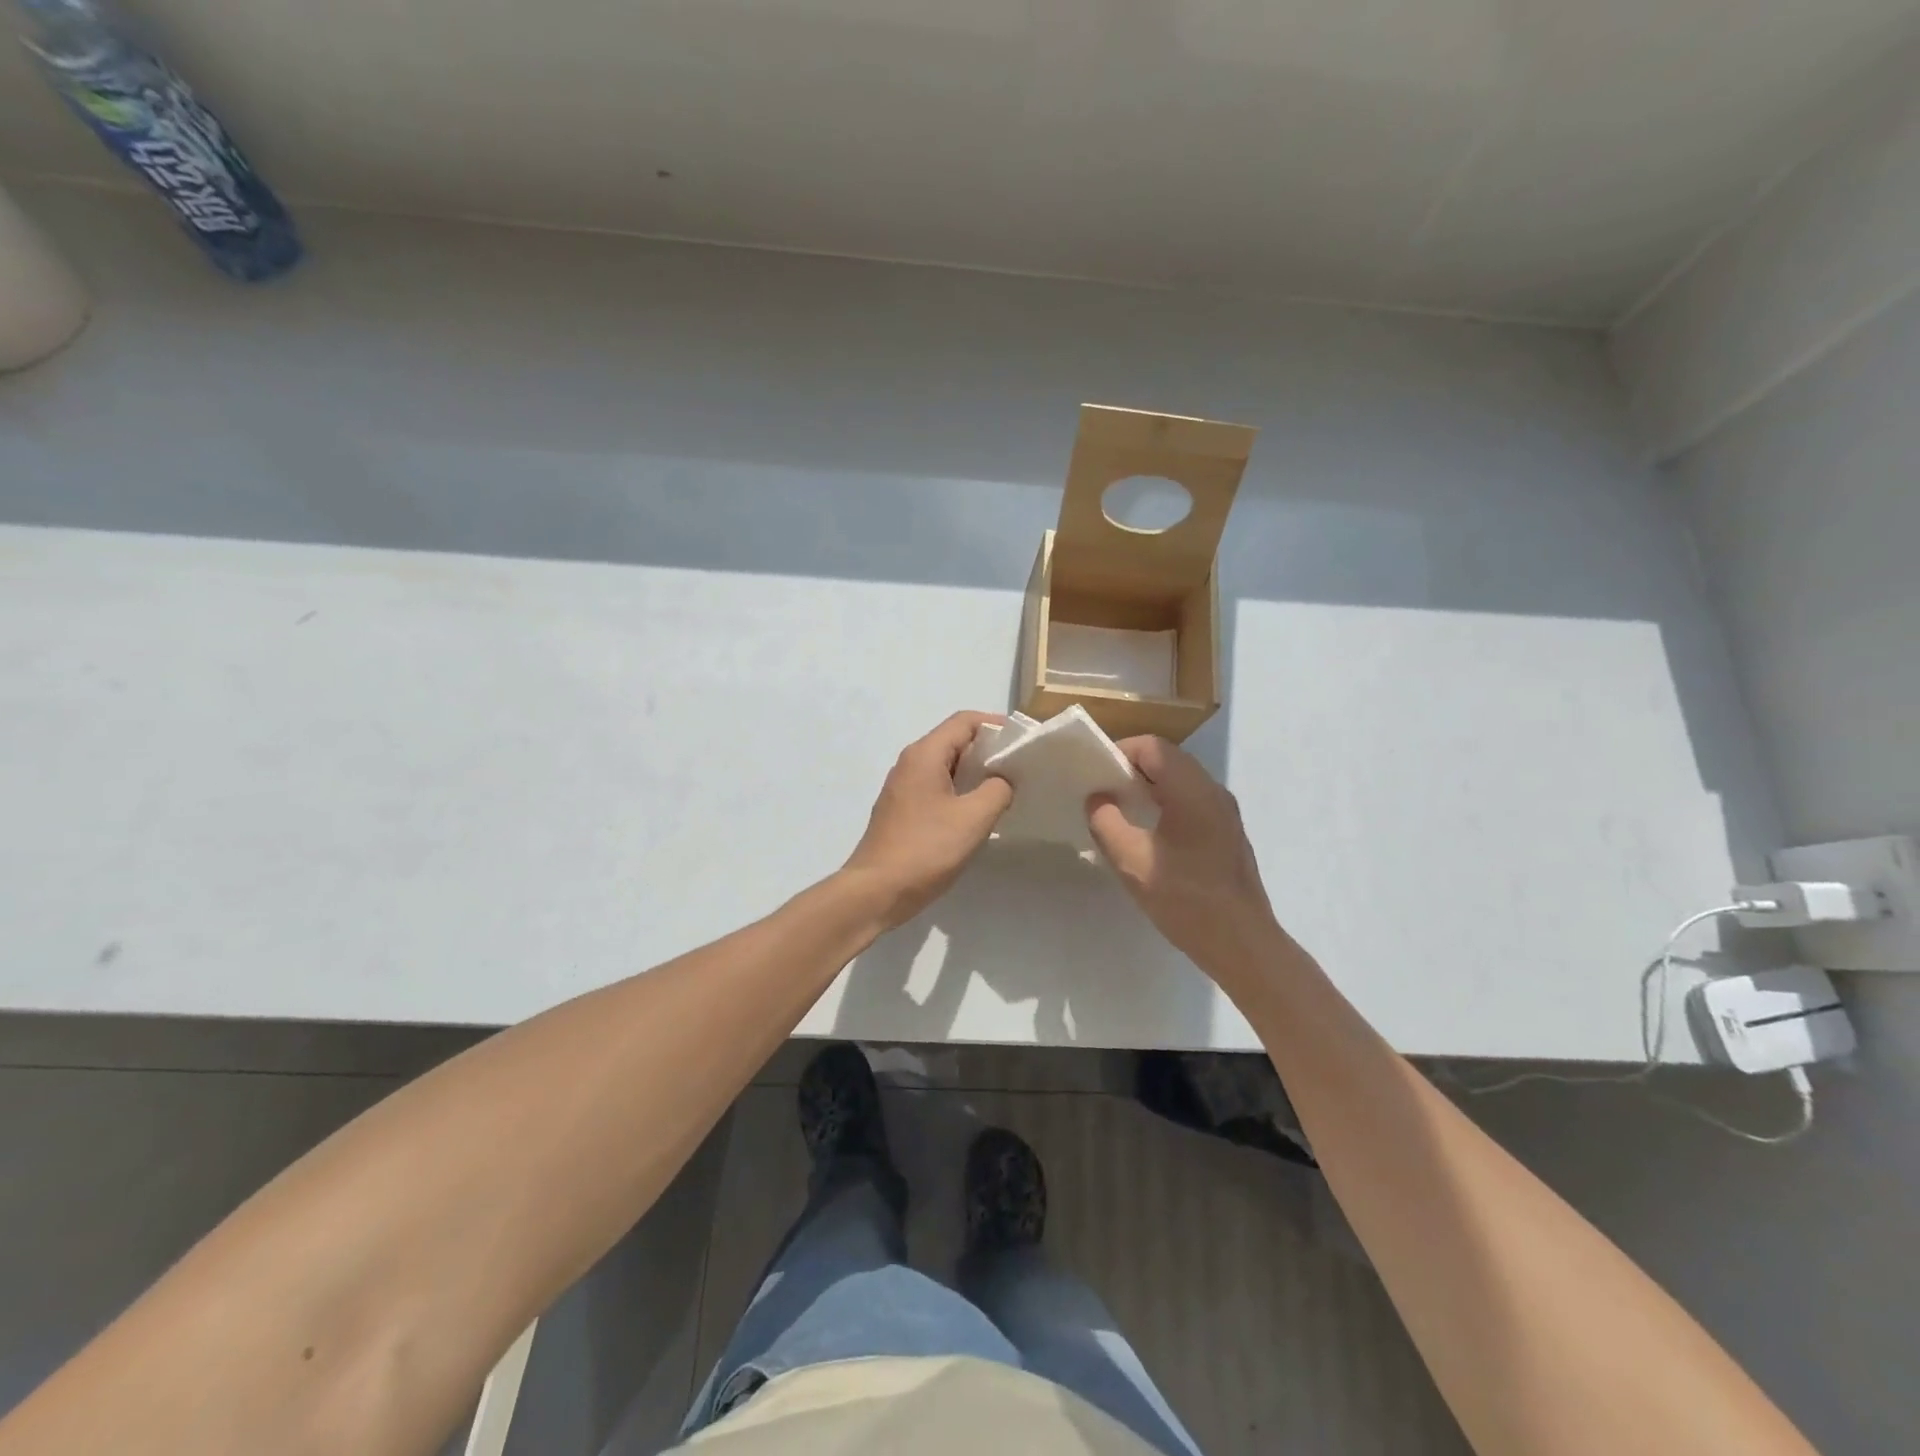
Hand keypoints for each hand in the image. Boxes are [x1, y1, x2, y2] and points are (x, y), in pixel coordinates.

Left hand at [840, 711, 1013, 928]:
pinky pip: (936, 788)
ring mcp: (902, 788)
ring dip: (974, 774)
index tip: (1023, 742)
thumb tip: (1002, 781)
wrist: (876, 891)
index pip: (964, 721)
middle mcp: (910, 763)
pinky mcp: (902, 811)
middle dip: (988, 750)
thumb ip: (997, 790)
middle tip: (1019, 768)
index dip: (996, 725)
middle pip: (954, 741)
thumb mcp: (973, 818)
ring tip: (1004, 791)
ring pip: (945, 767)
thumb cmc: (925, 849)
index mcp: (924, 755)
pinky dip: (960, 791)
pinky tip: (977, 815)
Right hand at [1087, 736, 1279, 974]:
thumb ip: (1106, 822)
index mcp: (1193, 791)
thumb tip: (1098, 798)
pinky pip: (1192, 801)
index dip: (1121, 752)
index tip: (1096, 774)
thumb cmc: (1185, 899)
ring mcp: (1225, 812)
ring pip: (1181, 780)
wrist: (1242, 943)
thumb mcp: (1131, 862)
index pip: (1153, 747)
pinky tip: (1150, 834)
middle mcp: (1214, 792)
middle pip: (1169, 759)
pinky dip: (1166, 803)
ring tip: (1122, 811)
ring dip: (1150, 787)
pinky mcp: (1228, 832)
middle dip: (1133, 768)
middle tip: (1104, 792)